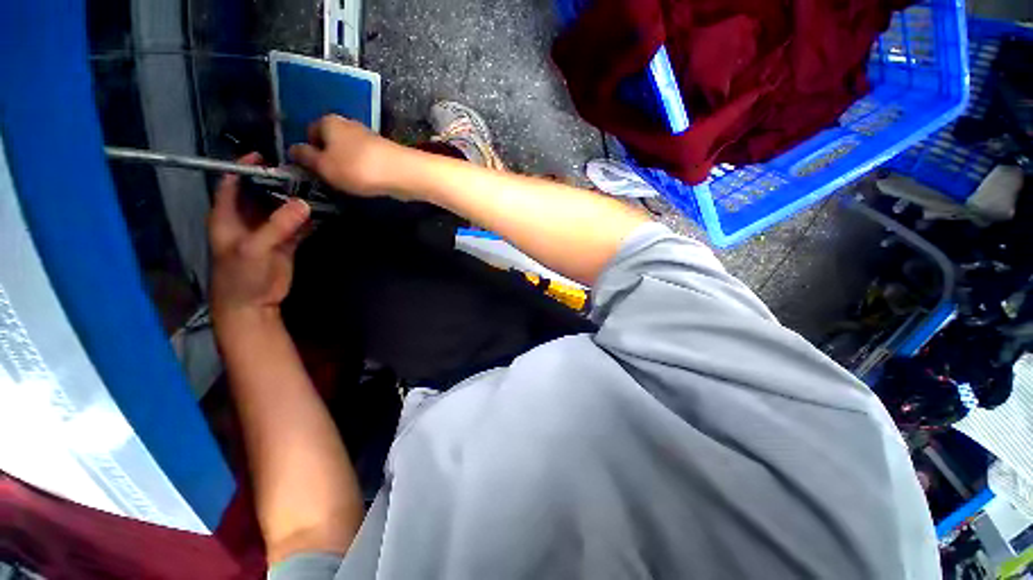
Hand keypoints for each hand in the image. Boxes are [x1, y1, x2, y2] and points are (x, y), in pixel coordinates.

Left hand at [208, 153, 310, 323]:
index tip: (265, 155)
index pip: (232, 184)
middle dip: (278, 183)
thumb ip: (278, 225)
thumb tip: (304, 204)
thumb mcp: (255, 248)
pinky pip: (297, 226)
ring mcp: (267, 232)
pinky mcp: (284, 244)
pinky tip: (321, 212)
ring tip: (315, 189)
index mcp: (227, 216)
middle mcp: (246, 219)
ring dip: (296, 201)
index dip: (244, 168)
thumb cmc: (241, 276)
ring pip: (281, 210)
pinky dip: (308, 220)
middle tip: (300, 173)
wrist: (252, 304)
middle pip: (261, 194)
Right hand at [289, 115, 410, 198]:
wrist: (400, 172)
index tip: (315, 170)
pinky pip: (365, 159)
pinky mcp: (384, 151)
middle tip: (332, 178)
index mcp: (328, 121)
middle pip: (331, 141)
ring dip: (347, 165)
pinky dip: (363, 169)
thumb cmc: (356, 167)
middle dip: (329, 159)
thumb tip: (293, 148)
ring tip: (351, 182)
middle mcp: (348, 123)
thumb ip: (305, 157)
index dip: (310, 151)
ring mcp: (368, 136)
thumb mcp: (323, 165)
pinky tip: (367, 181)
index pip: (310, 132)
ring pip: (349, 151)